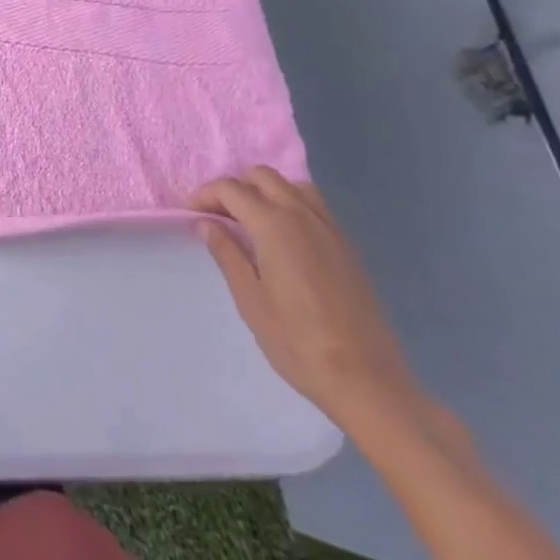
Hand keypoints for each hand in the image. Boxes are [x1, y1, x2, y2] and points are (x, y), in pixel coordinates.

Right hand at [192, 167, 424, 433]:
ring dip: (266, 191)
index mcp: (274, 226)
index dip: (205, 195)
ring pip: (292, 185)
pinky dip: (291, 204)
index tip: (190, 213)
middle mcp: (302, 216)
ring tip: (251, 220)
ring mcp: (330, 229)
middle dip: (235, 187)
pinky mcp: (347, 247)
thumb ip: (227, 254)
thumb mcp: (250, 301)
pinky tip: (284, 237)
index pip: (230, 189)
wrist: (368, 383)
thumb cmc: (298, 343)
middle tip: (219, 216)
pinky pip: (314, 205)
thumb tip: (206, 223)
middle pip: (262, 176)